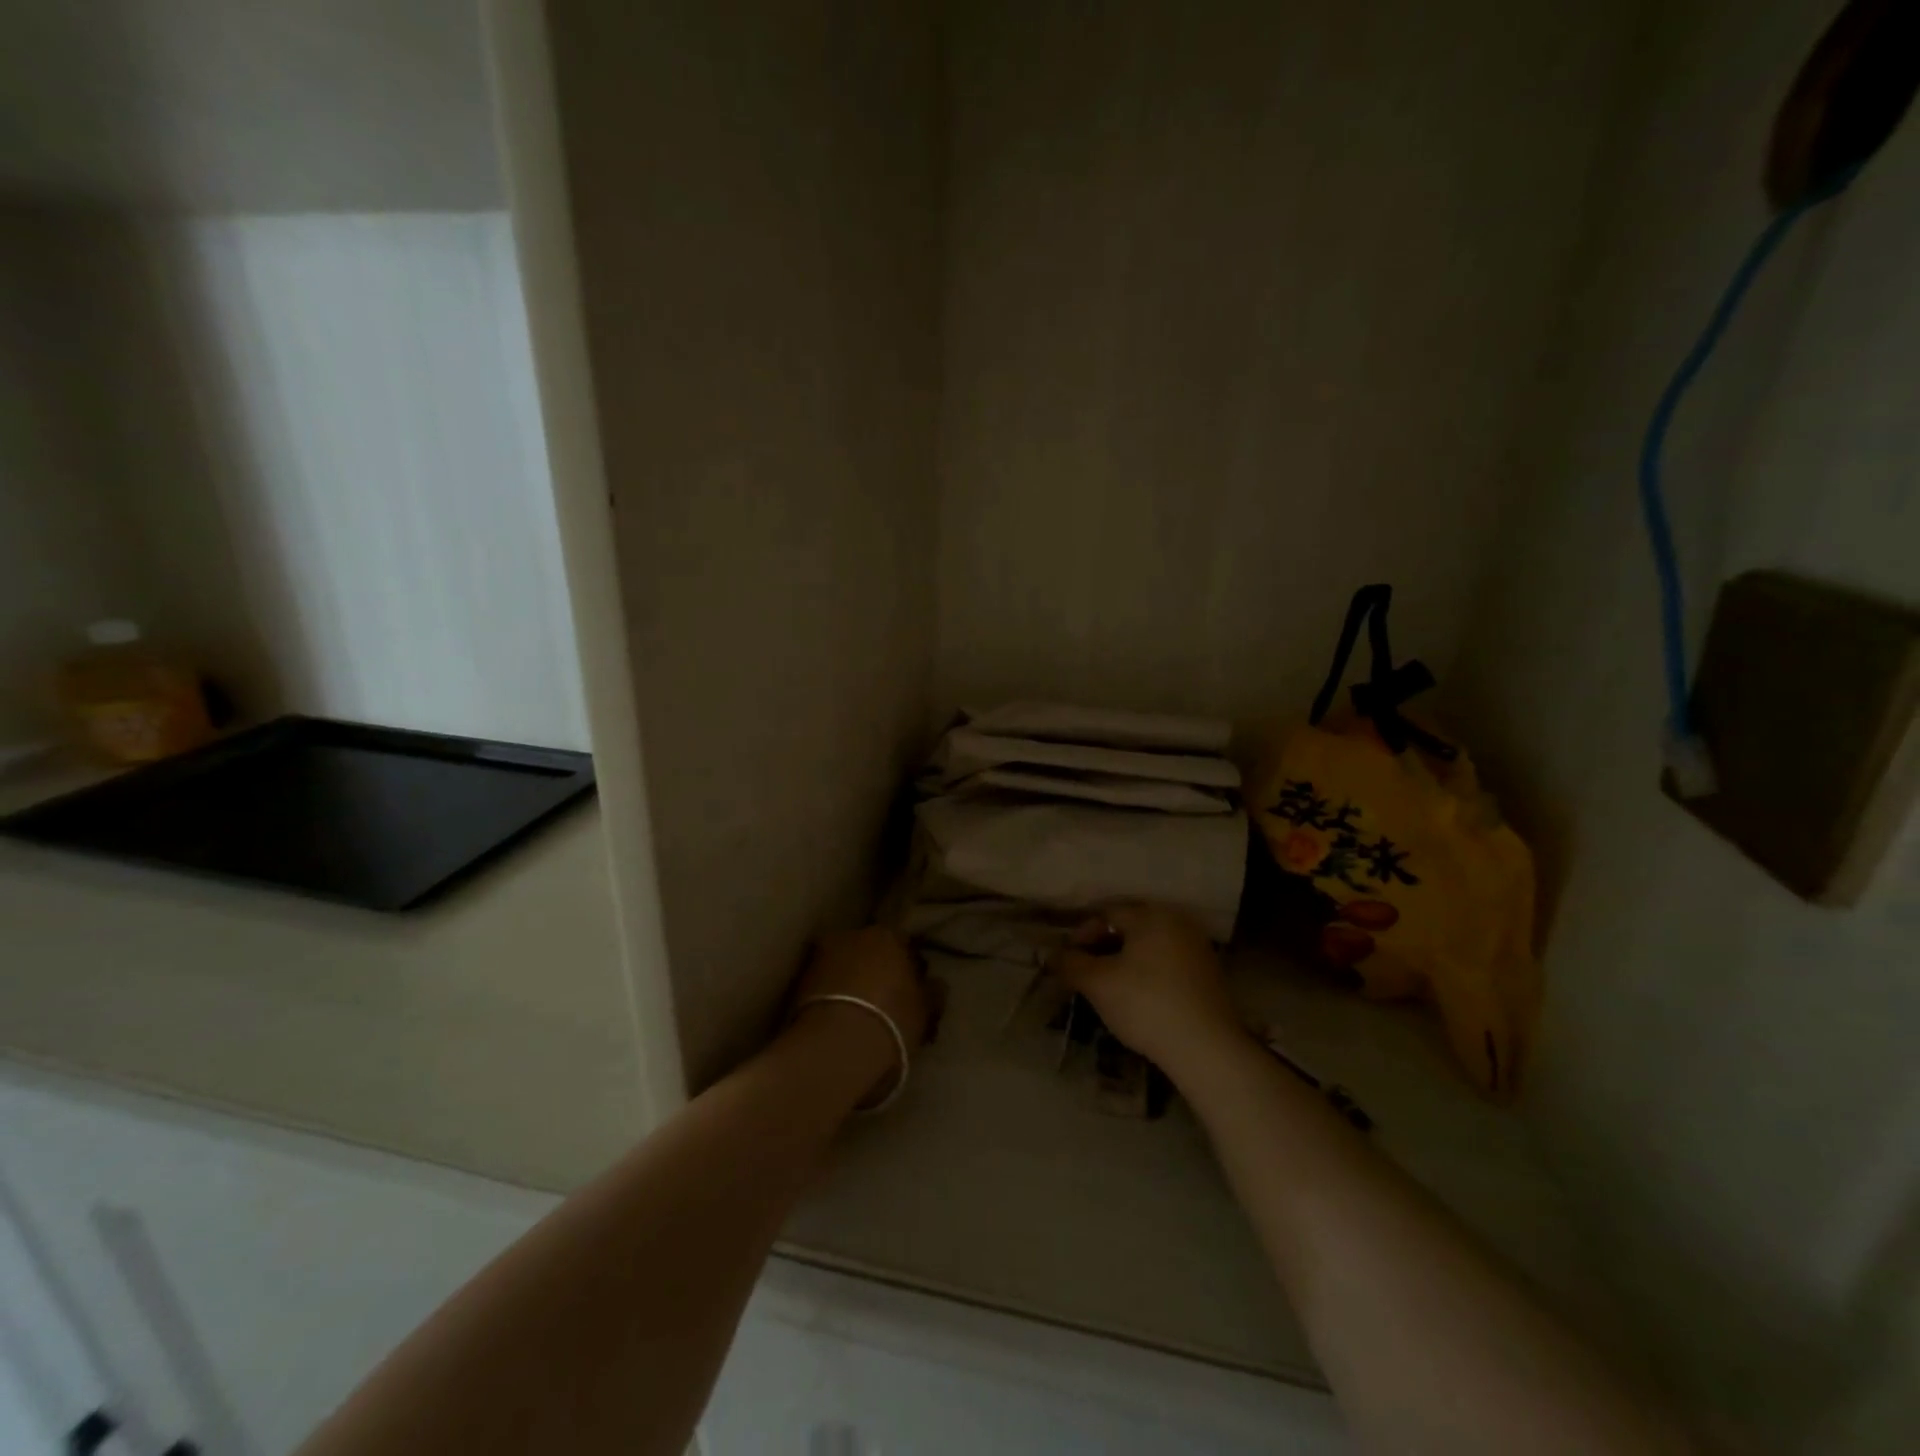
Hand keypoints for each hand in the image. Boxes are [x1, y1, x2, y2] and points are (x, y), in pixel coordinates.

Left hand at [786, 927, 929, 1101]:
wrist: (836, 1046)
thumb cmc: (891, 1021)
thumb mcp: (925, 1010)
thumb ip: (932, 992)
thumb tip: (935, 984)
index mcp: (887, 935)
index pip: (902, 944)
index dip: (908, 967)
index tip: (911, 990)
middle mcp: (852, 935)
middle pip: (869, 951)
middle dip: (875, 970)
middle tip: (883, 1001)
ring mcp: (821, 956)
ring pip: (843, 966)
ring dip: (850, 982)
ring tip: (857, 1014)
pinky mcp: (798, 981)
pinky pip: (823, 985)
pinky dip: (830, 996)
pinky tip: (837, 1021)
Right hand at [1052, 903, 1241, 1074]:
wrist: (1206, 1049)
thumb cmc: (1146, 1004)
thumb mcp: (1098, 984)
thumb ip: (1071, 964)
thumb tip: (1053, 956)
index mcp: (1152, 915)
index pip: (1107, 913)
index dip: (1082, 933)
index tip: (1068, 959)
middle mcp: (1178, 922)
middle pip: (1130, 926)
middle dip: (1102, 946)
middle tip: (1084, 971)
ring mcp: (1197, 948)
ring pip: (1148, 946)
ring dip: (1124, 960)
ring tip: (1107, 985)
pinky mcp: (1208, 975)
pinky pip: (1167, 963)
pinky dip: (1147, 972)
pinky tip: (1136, 997)